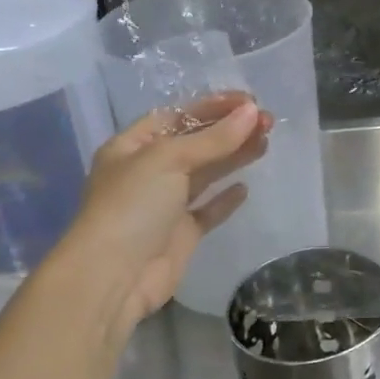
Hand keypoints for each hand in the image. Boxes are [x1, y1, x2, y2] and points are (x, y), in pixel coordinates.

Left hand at [60, 93, 272, 329]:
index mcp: (132, 147)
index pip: (176, 116)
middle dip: (229, 131)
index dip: (211, 107)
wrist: (113, 277)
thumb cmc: (133, 205)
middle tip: (266, 121)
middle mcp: (147, 172)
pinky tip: (245, 188)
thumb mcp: (170, 160)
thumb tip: (251, 113)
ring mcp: (163, 205)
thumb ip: (214, 138)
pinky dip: (225, 199)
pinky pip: (207, 210)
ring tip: (266, 142)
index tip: (248, 101)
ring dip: (233, 157)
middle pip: (195, 143)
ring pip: (205, 173)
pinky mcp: (180, 234)